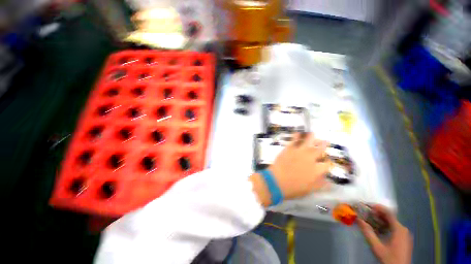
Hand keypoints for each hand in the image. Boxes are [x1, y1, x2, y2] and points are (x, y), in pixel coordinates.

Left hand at [250, 133, 331, 205]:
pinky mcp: (289, 149)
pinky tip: (297, 133)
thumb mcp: (309, 190)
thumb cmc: (293, 188)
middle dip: (324, 145)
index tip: (327, 162)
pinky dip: (296, 136)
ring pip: (308, 142)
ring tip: (313, 134)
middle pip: (319, 149)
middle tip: (326, 141)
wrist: (276, 181)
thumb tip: (330, 183)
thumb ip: (320, 184)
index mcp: (316, 170)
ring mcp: (299, 152)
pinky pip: (293, 140)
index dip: (328, 163)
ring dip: (312, 137)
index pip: (327, 164)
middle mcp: (310, 158)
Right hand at [358, 205, 412, 263]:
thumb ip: (367, 232)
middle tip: (365, 213)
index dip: (377, 207)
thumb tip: (358, 219)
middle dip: (377, 214)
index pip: (388, 213)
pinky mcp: (403, 239)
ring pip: (391, 222)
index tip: (366, 205)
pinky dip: (384, 225)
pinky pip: (393, 228)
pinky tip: (377, 229)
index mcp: (399, 229)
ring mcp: (404, 234)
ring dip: (380, 220)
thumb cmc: (389, 258)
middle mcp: (403, 229)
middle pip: (390, 217)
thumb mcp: (376, 247)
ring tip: (369, 220)